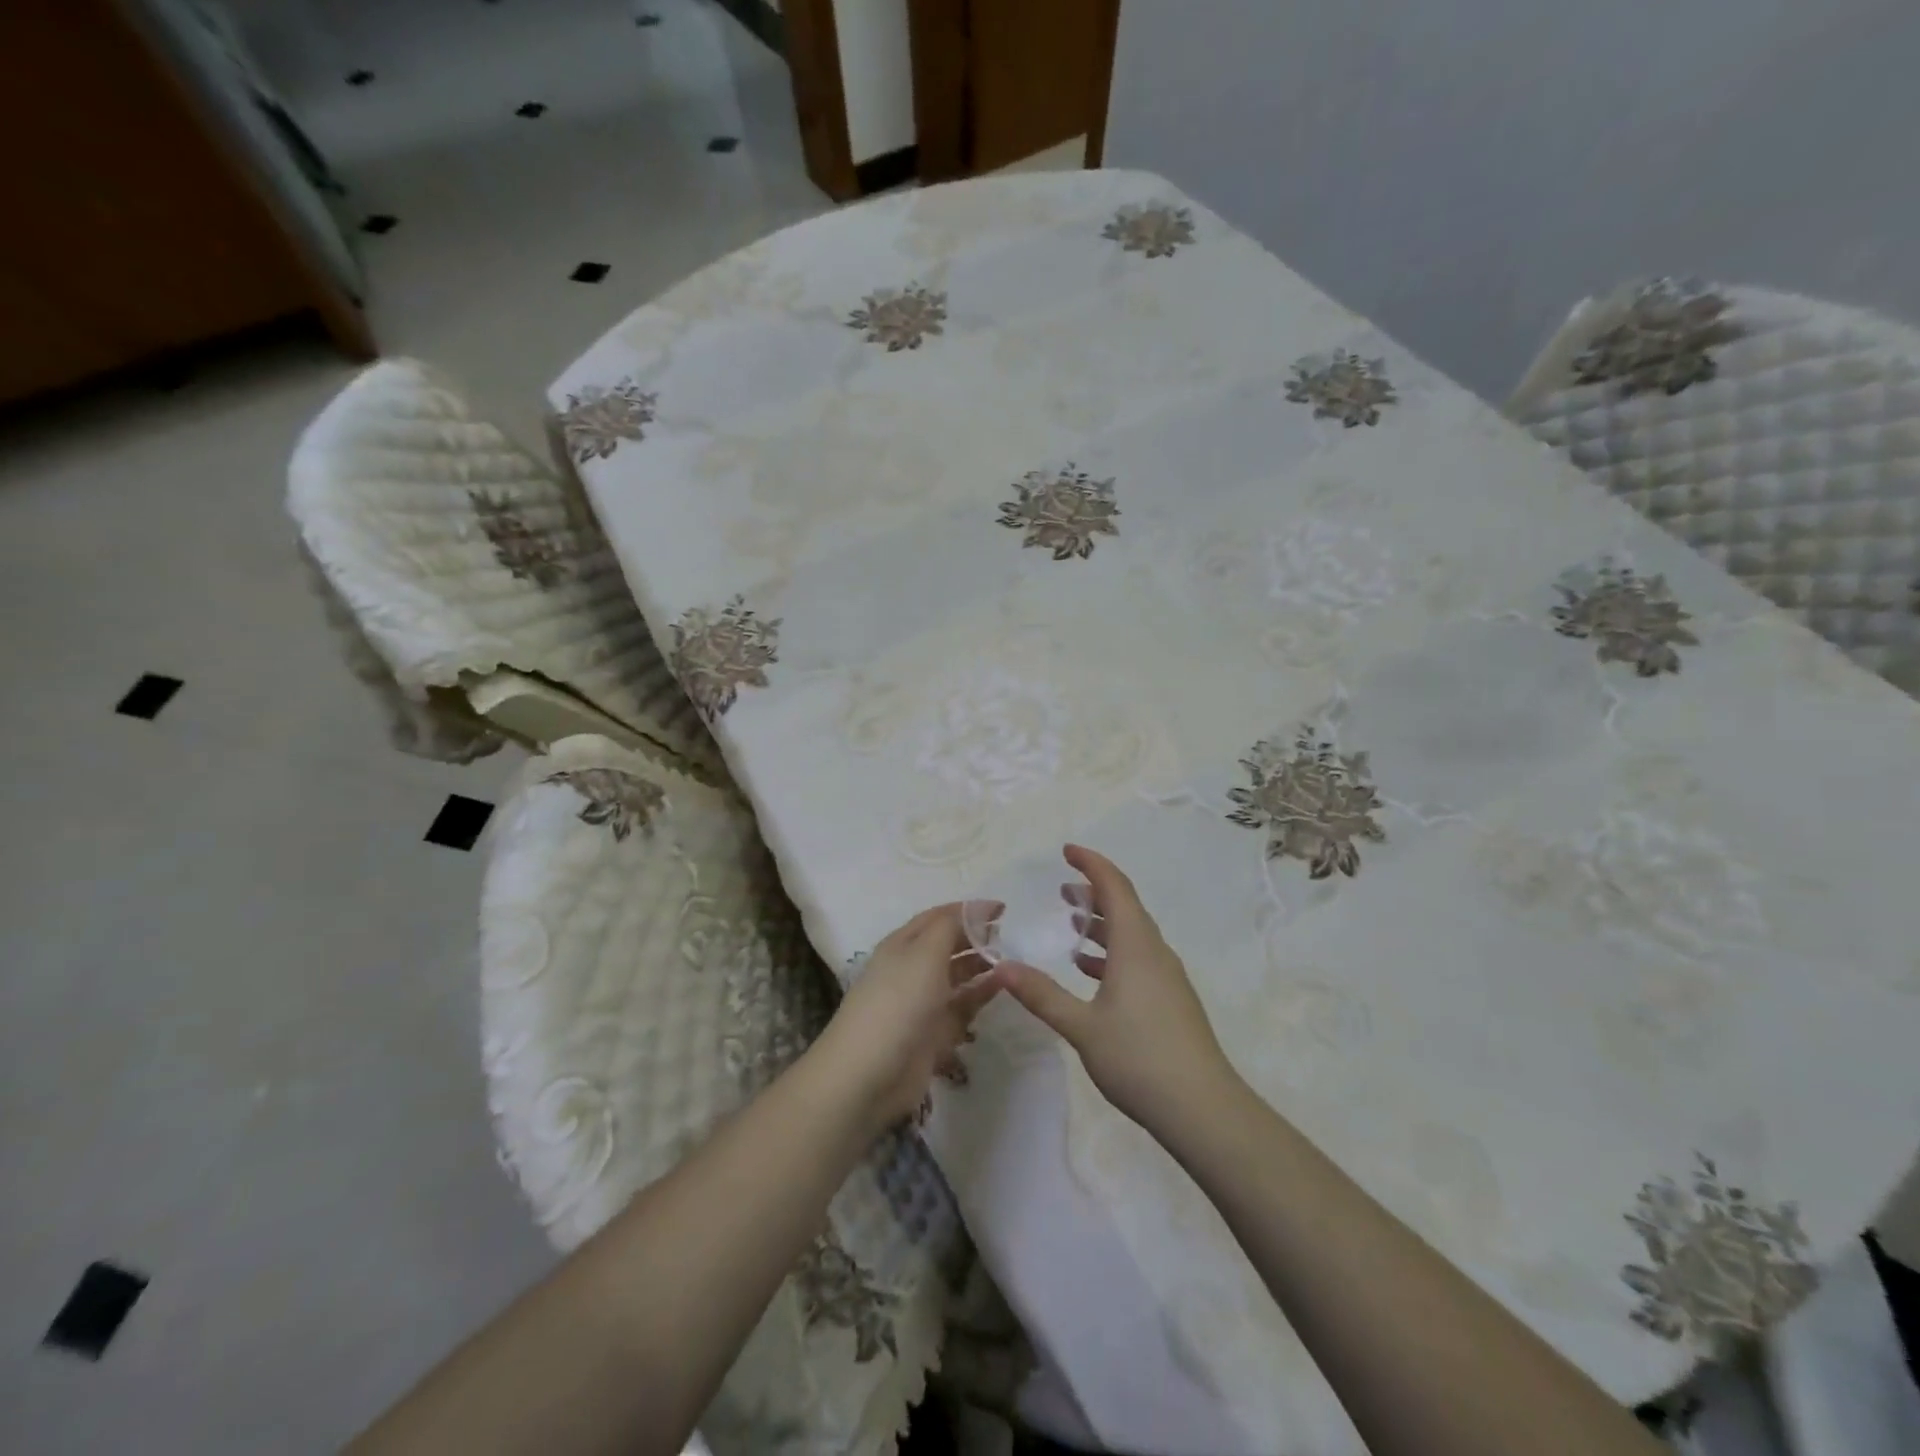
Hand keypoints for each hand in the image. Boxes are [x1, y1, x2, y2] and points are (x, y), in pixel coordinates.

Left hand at [811, 902, 1004, 1133]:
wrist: (868, 1075)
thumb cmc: (897, 1002)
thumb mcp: (924, 953)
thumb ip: (952, 926)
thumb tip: (980, 908)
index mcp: (903, 944)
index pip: (939, 917)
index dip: (969, 910)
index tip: (1004, 909)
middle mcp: (912, 969)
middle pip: (949, 945)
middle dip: (977, 938)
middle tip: (1012, 937)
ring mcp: (923, 1003)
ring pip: (957, 976)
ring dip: (982, 967)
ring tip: (1013, 962)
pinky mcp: (934, 1034)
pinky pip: (962, 1008)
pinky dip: (981, 996)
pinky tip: (1002, 989)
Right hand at [999, 845, 1233, 1137]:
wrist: (1203, 1109)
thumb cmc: (1139, 1058)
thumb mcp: (1081, 1026)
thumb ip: (1041, 994)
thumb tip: (1000, 967)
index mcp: (1136, 945)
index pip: (1115, 887)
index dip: (1091, 863)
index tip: (1067, 851)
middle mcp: (1155, 952)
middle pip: (1125, 907)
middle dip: (1094, 891)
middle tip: (1062, 886)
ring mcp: (1167, 977)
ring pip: (1132, 934)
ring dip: (1102, 923)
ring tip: (1072, 921)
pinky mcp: (1171, 1000)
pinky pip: (1138, 958)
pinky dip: (1112, 952)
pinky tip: (1090, 971)